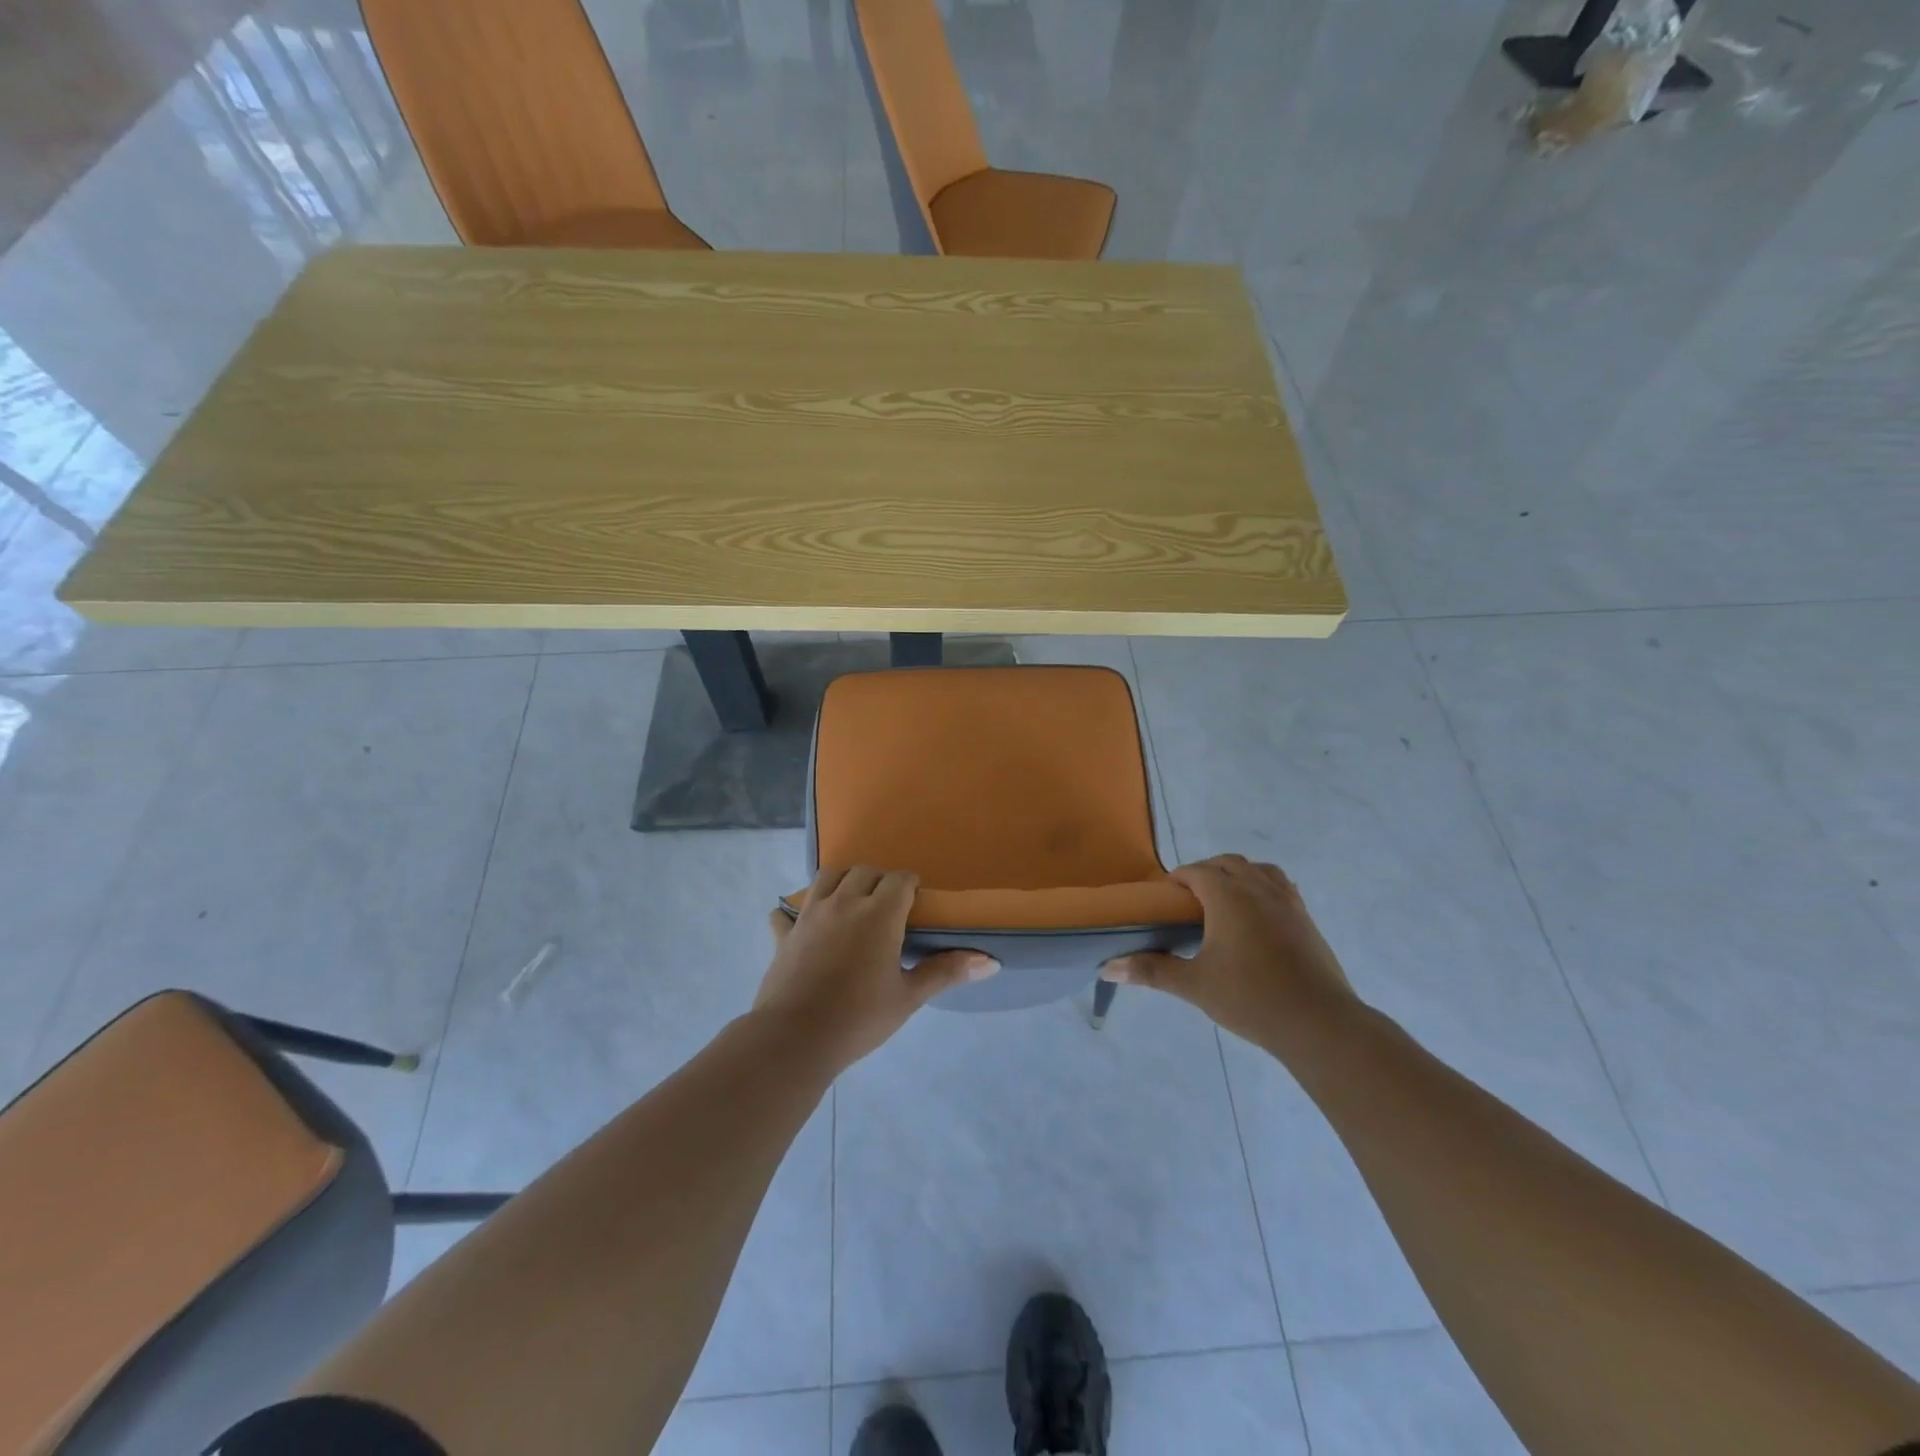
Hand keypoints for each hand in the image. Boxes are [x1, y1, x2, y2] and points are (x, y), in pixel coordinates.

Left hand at [754, 866, 996, 1068]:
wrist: (794, 1039)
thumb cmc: (859, 1018)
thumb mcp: (909, 997)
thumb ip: (946, 972)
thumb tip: (990, 962)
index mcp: (879, 913)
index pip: (900, 879)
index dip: (911, 886)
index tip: (916, 904)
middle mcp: (844, 902)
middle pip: (865, 871)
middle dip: (880, 881)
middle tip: (889, 908)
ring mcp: (810, 914)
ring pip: (828, 876)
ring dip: (843, 882)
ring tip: (852, 904)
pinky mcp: (784, 933)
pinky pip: (787, 911)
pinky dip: (797, 913)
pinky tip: (804, 927)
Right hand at [1103, 855, 1358, 1048]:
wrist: (1319, 1023)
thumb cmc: (1251, 998)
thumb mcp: (1195, 985)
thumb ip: (1151, 971)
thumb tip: (1108, 967)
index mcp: (1229, 896)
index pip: (1197, 871)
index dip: (1178, 879)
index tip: (1165, 898)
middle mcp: (1259, 888)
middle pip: (1228, 863)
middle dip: (1206, 873)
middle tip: (1189, 901)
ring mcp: (1288, 902)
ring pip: (1259, 870)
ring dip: (1238, 875)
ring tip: (1224, 902)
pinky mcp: (1306, 920)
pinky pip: (1280, 887)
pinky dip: (1263, 889)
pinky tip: (1257, 919)